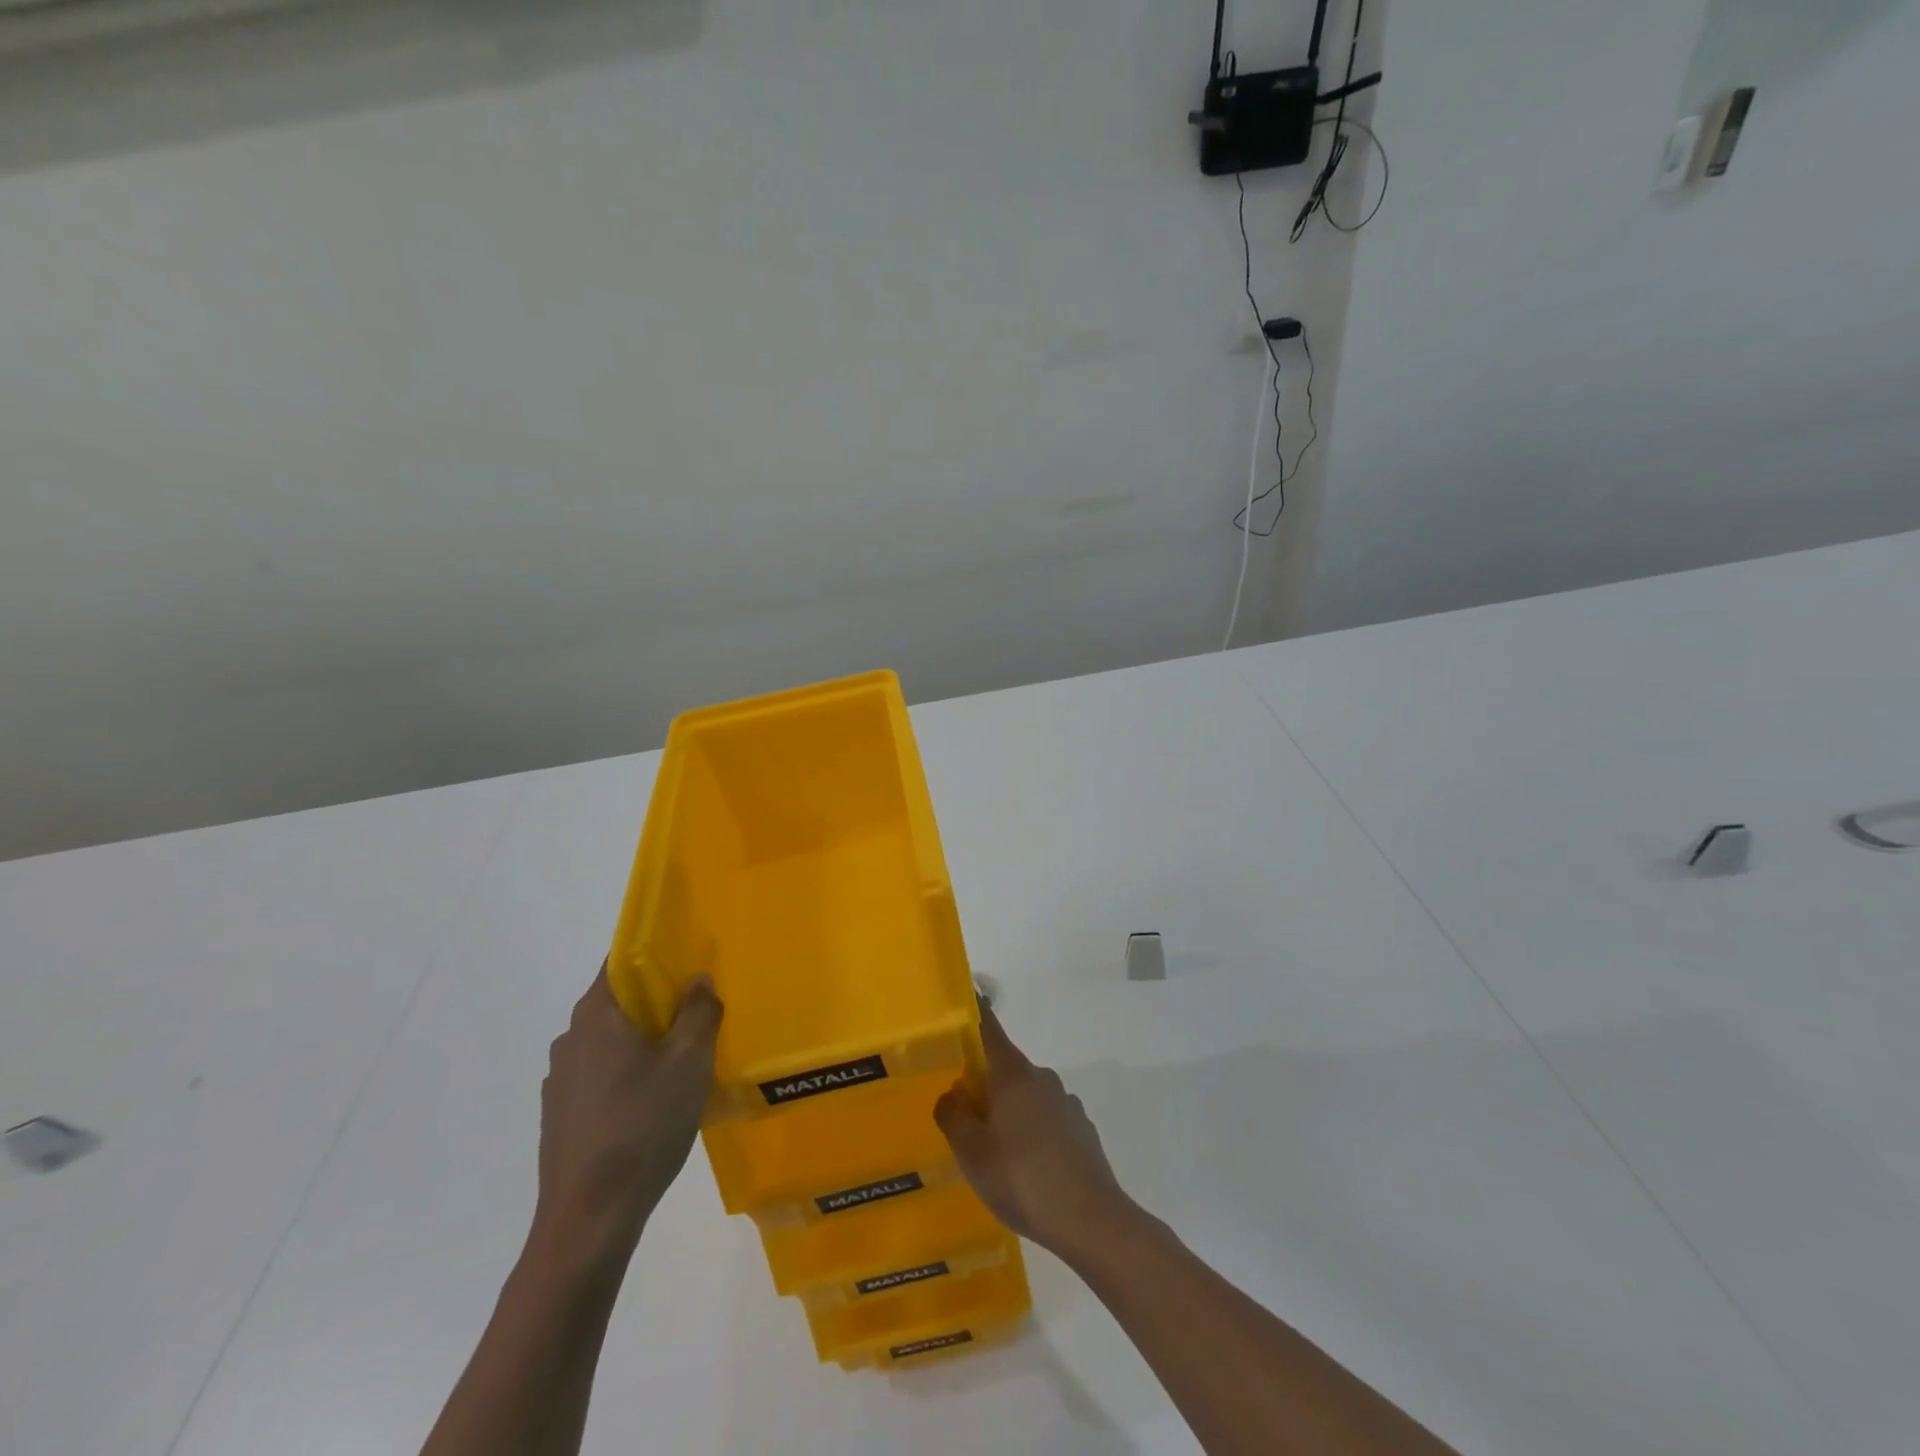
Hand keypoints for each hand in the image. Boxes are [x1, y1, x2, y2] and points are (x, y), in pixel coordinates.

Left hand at [530, 966, 722, 1271]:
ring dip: (645, 1042)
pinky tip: (655, 1104)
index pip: (622, 959)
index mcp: (597, 1014)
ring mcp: (562, 1079)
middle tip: (700, 1014)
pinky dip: (629, 1075)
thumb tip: (697, 980)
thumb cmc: (643, 1125)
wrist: (589, 1219)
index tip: (690, 962)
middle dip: (659, 1001)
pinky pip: (602, 1076)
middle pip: (620, 1000)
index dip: (657, 953)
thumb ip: (699, 1011)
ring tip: (684, 1063)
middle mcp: (571, 1037)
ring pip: (612, 1041)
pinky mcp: (561, 1115)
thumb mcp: (690, 1061)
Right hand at [934, 1002, 1135, 1262]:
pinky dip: (1032, 1132)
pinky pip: (1047, 1119)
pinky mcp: (1082, 1129)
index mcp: (1013, 1075)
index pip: (988, 1029)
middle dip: (984, 1082)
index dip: (974, 1014)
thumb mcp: (972, 1154)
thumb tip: (951, 1093)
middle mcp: (1042, 1078)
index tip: (963, 1002)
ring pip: (1026, 1096)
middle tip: (963, 1114)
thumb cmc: (1023, 1180)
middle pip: (1005, 1067)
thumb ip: (953, 1116)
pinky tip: (1027, 1168)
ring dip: (1009, 1111)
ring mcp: (1066, 1102)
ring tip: (995, 1152)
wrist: (1093, 1222)